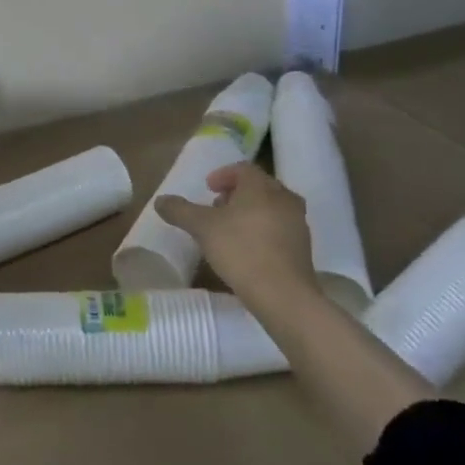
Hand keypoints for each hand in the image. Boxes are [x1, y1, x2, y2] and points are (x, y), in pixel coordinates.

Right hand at [155, 163, 317, 308]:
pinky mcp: (304, 249)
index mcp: (262, 187)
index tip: (208, 188)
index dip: (223, 175)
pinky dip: (263, 230)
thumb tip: (160, 200)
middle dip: (237, 193)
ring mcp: (298, 224)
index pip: (243, 169)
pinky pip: (280, 229)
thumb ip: (180, 210)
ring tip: (231, 229)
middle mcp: (285, 199)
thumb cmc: (241, 250)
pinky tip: (248, 249)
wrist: (284, 296)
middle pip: (259, 187)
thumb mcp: (202, 228)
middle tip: (217, 207)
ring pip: (272, 208)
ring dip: (251, 212)